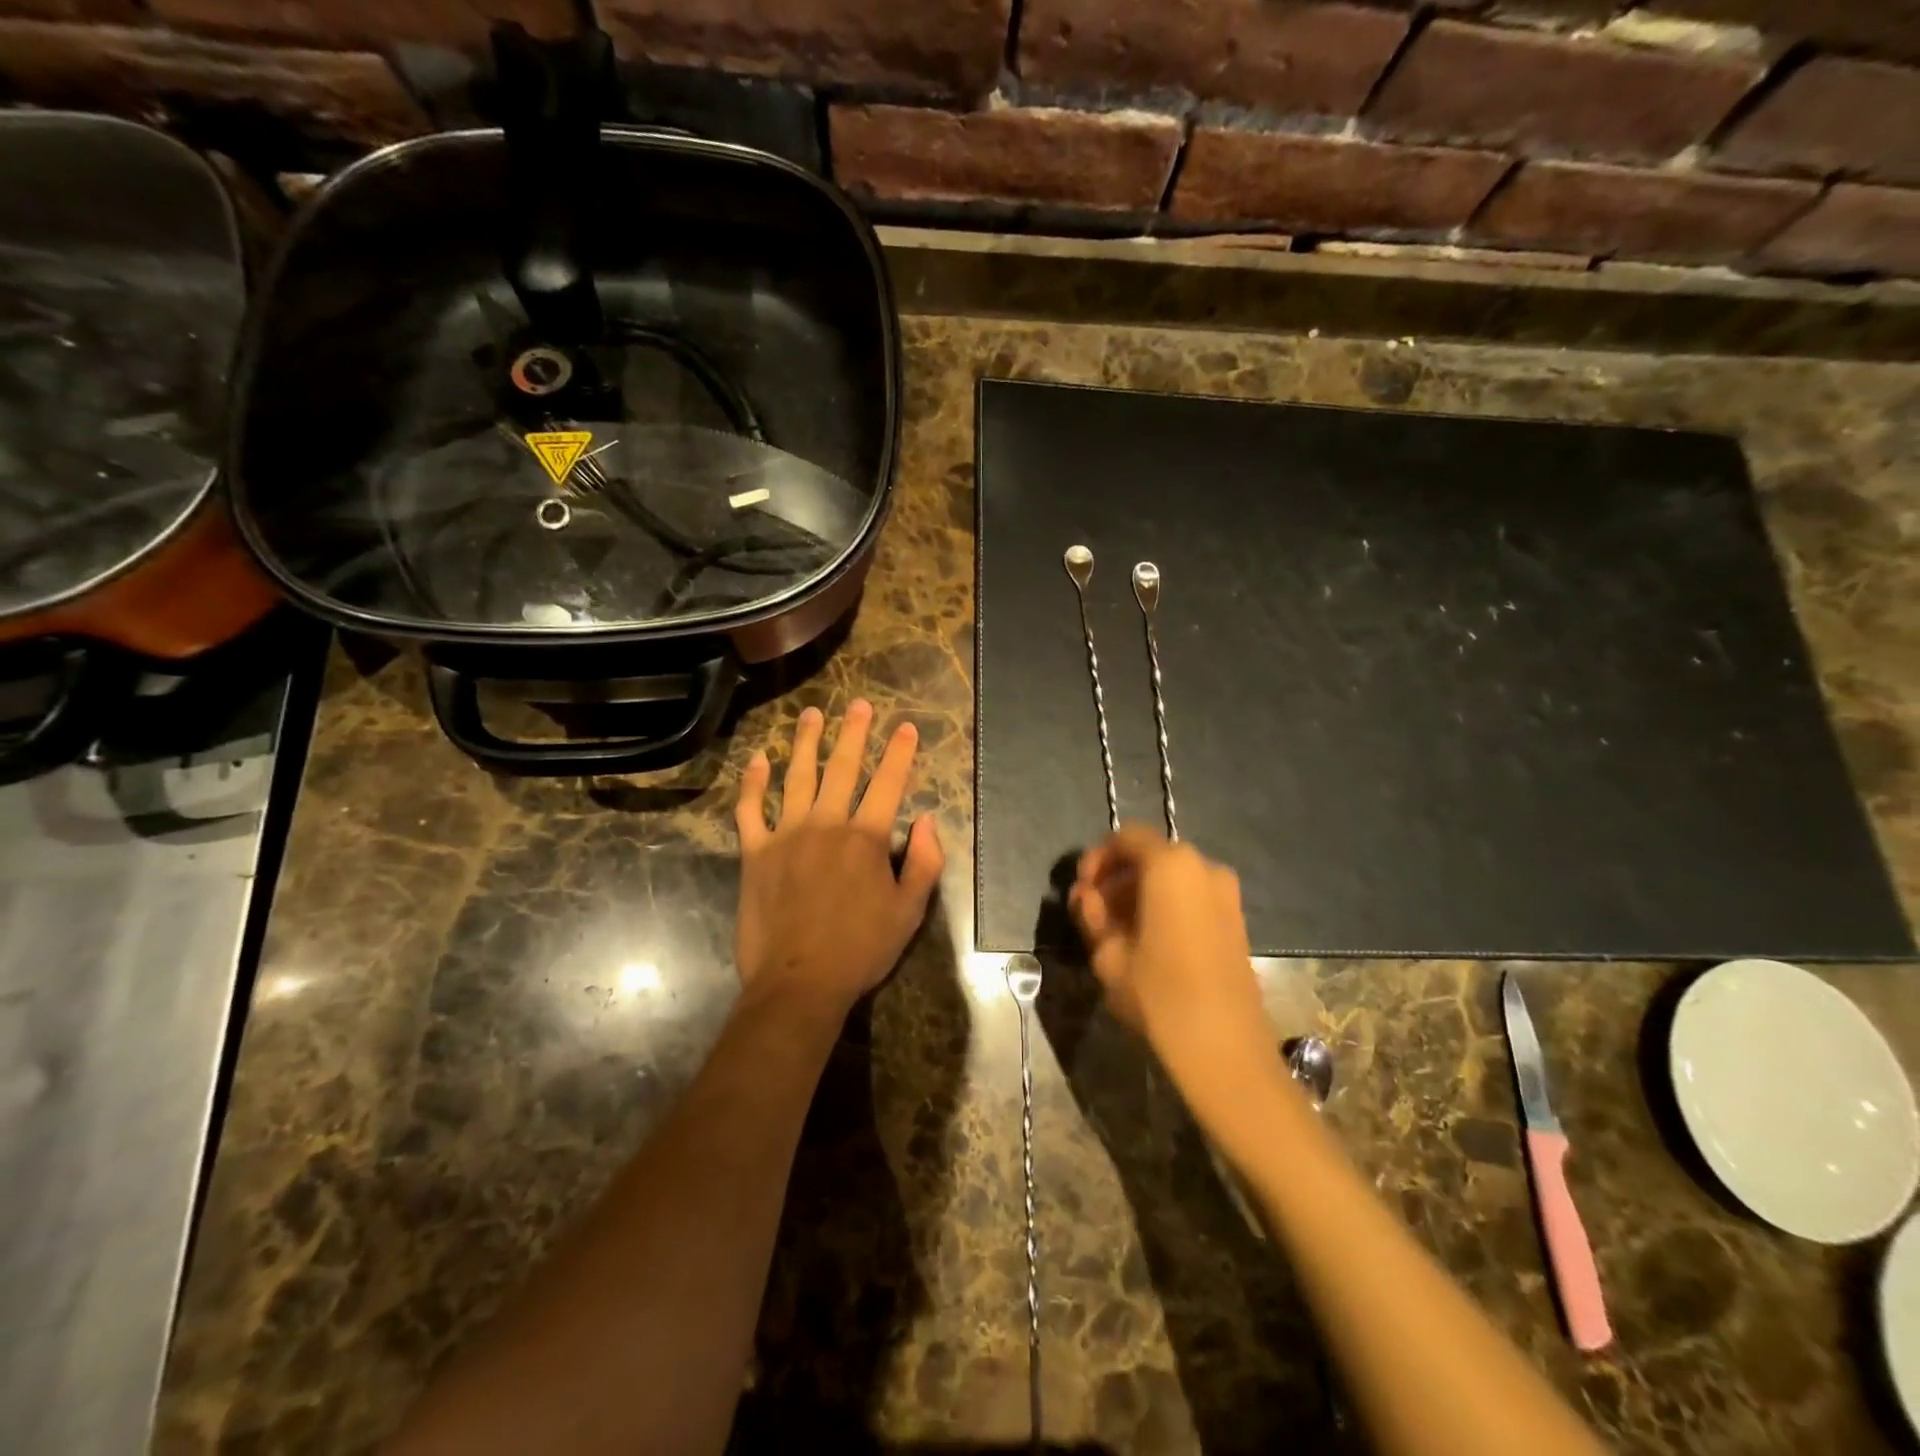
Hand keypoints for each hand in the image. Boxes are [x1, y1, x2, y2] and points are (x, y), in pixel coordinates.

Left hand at [734, 700, 944, 1018]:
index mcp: (866, 838)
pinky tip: (758, 760)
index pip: (888, 783)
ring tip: (812, 715)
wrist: (799, 982)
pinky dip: (753, 783)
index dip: (899, 753)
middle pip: (842, 768)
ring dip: (806, 743)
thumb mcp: (909, 912)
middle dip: (853, 733)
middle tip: (857, 705)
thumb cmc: (860, 949)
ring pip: (797, 777)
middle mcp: (826, 824)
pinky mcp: (755, 852)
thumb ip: (925, 863)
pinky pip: (750, 809)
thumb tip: (928, 821)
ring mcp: (786, 835)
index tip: (906, 726)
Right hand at [1069, 826, 1281, 1103]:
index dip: (1097, 858)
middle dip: (1117, 878)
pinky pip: (1192, 897)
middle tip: (1093, 912)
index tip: (1082, 889)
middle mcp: (1203, 867)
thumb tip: (1086, 896)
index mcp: (1170, 865)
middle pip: (1150, 856)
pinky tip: (1147, 941)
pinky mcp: (1236, 920)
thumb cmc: (1159, 994)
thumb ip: (1092, 914)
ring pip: (1171, 878)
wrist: (1225, 1048)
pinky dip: (1166, 906)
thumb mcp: (1108, 953)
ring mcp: (1226, 893)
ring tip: (1116, 931)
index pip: (1126, 838)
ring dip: (1139, 894)